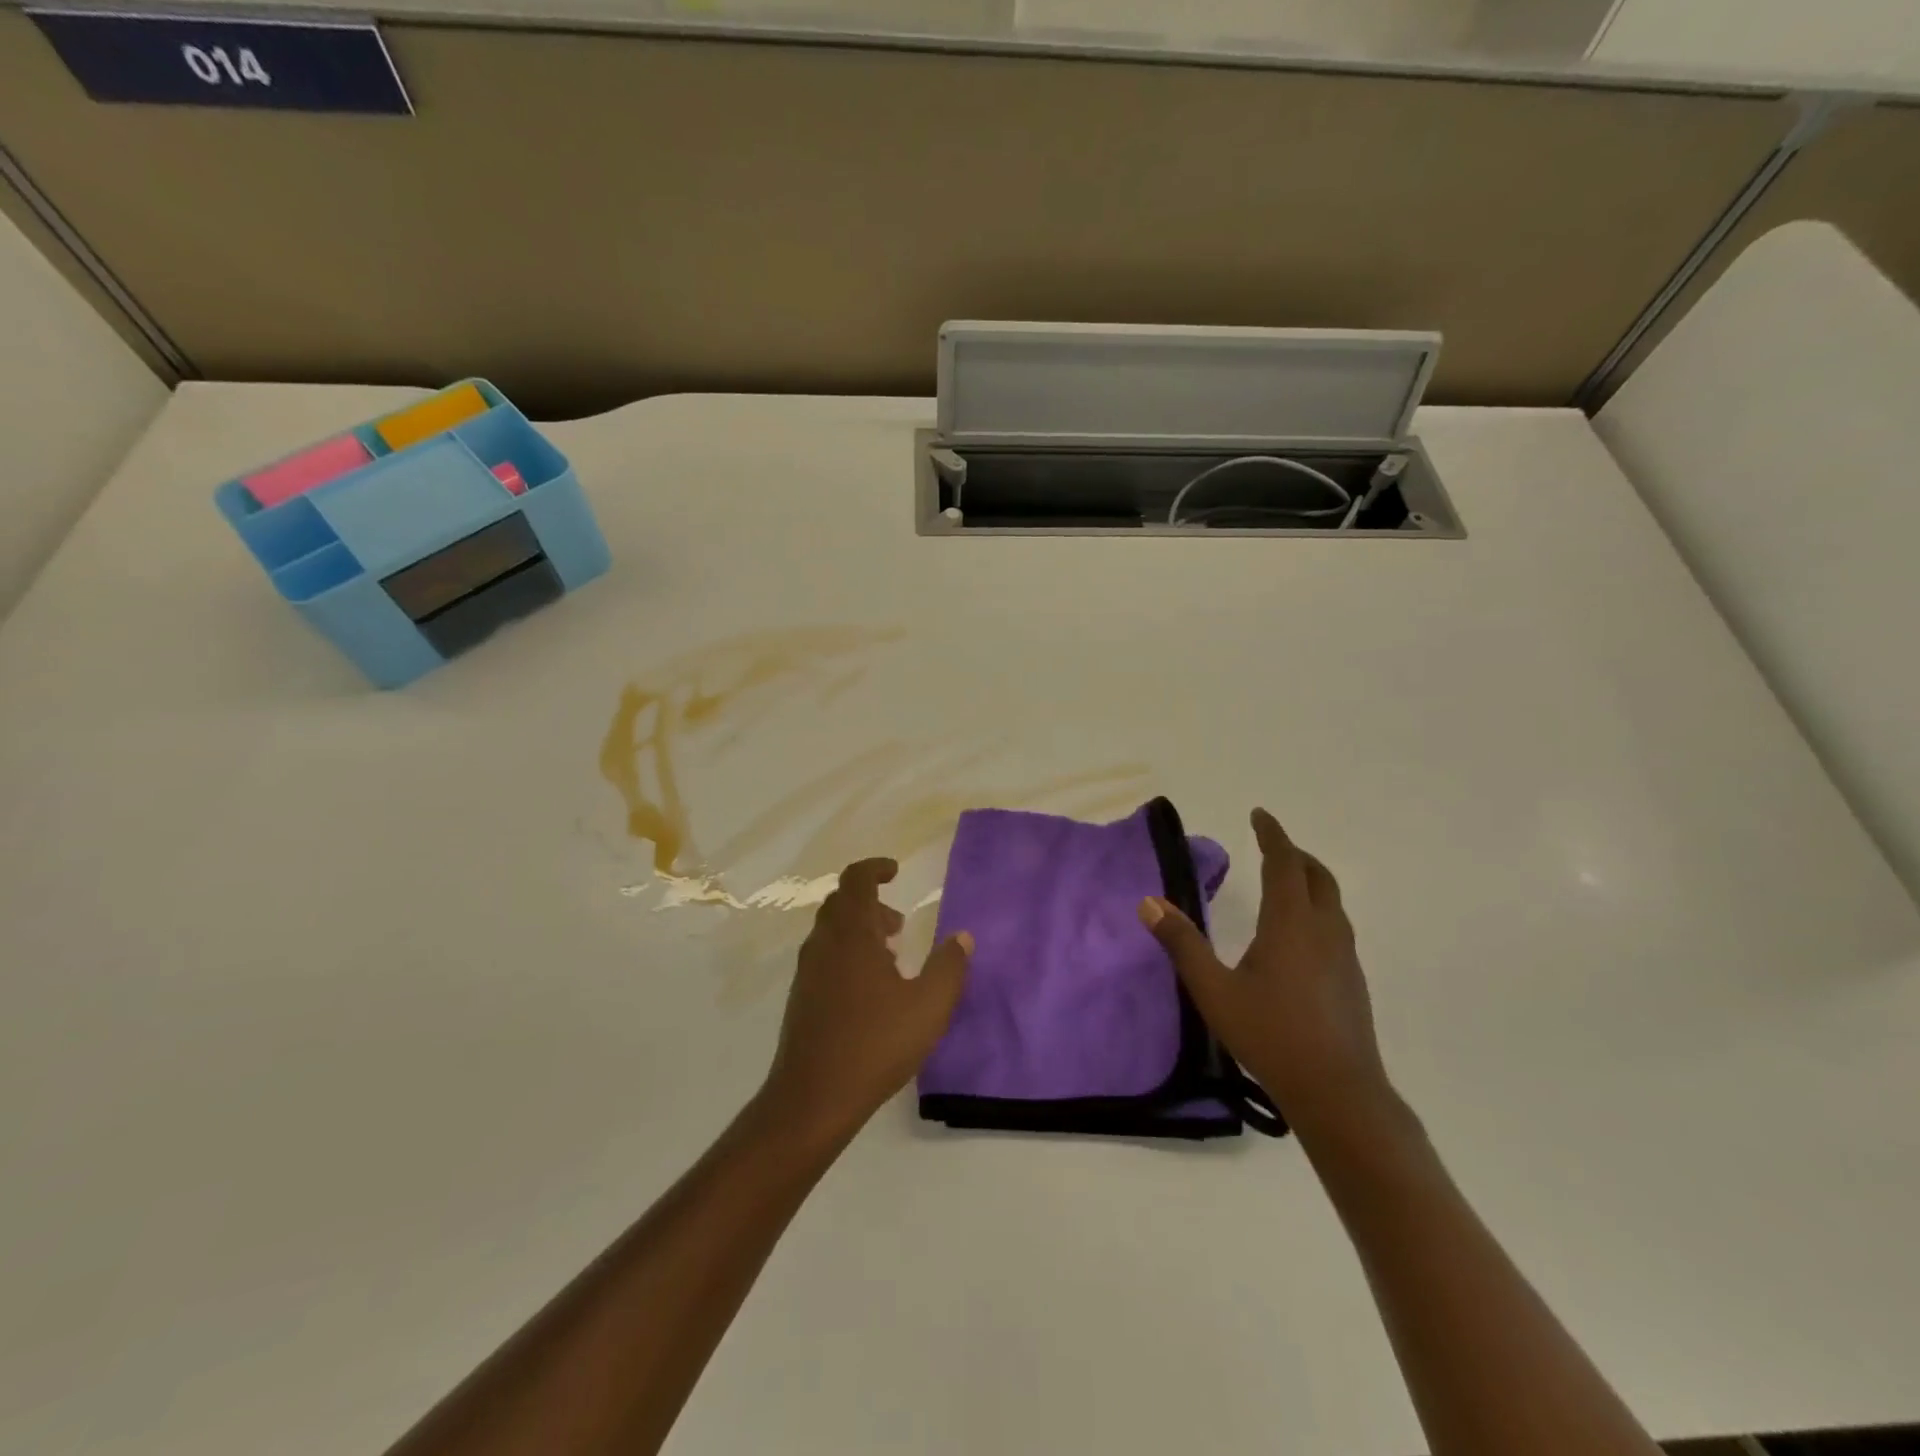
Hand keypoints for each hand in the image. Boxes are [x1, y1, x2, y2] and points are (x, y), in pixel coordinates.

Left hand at [760, 858, 972, 1150]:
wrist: (812, 1098)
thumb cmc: (875, 1044)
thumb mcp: (928, 1006)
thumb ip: (949, 967)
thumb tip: (962, 937)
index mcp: (852, 935)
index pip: (855, 880)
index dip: (875, 868)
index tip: (896, 871)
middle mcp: (824, 944)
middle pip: (842, 903)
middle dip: (871, 902)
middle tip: (899, 923)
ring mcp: (808, 971)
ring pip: (832, 931)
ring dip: (860, 930)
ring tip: (892, 955)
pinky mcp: (802, 997)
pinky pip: (825, 956)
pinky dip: (848, 953)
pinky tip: (871, 988)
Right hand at [1139, 808, 1391, 1139]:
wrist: (1338, 1091)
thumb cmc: (1271, 1035)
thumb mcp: (1213, 990)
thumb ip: (1182, 943)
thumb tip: (1148, 903)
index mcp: (1291, 923)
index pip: (1285, 863)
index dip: (1272, 834)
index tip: (1259, 814)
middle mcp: (1324, 930)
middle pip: (1316, 876)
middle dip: (1294, 854)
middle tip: (1271, 845)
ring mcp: (1345, 956)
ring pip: (1331, 901)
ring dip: (1308, 880)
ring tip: (1284, 882)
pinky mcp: (1353, 979)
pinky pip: (1335, 925)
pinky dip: (1316, 908)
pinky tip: (1298, 935)